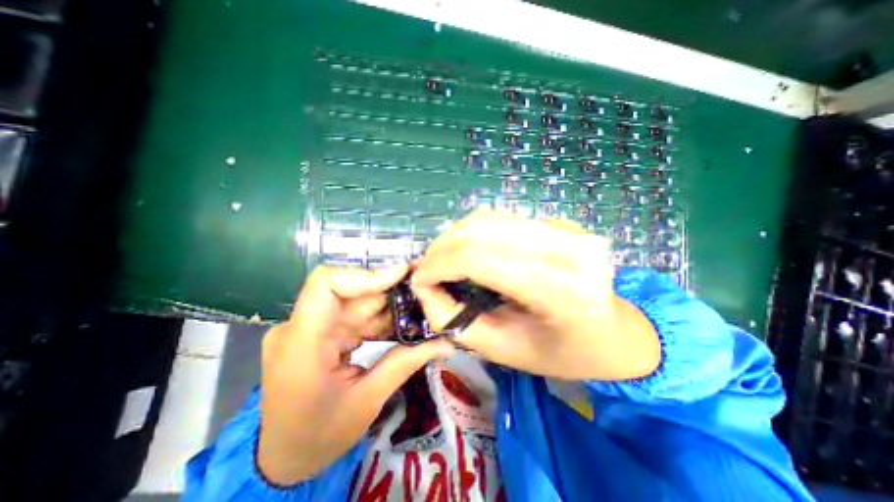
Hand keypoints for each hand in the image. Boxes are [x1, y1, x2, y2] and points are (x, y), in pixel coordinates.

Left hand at [257, 265, 455, 483]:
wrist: (284, 459)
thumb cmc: (319, 436)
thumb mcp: (367, 401)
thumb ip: (405, 363)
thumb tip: (446, 343)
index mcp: (301, 345)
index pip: (326, 284)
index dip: (366, 274)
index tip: (402, 275)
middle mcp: (299, 328)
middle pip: (350, 294)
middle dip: (390, 294)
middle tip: (424, 295)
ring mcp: (307, 329)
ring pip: (356, 304)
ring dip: (388, 308)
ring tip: (420, 312)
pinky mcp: (318, 333)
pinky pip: (353, 316)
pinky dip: (378, 320)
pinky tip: (401, 326)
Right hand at [410, 209, 655, 379]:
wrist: (619, 333)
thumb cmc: (563, 353)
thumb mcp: (502, 349)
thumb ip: (453, 320)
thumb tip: (423, 288)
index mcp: (556, 288)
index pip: (477, 257)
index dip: (437, 265)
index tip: (418, 282)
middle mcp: (563, 246)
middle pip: (479, 228)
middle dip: (441, 248)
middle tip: (427, 271)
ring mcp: (564, 227)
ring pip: (487, 218)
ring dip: (454, 238)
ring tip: (443, 262)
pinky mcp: (558, 222)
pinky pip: (501, 220)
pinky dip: (474, 235)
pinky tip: (469, 254)